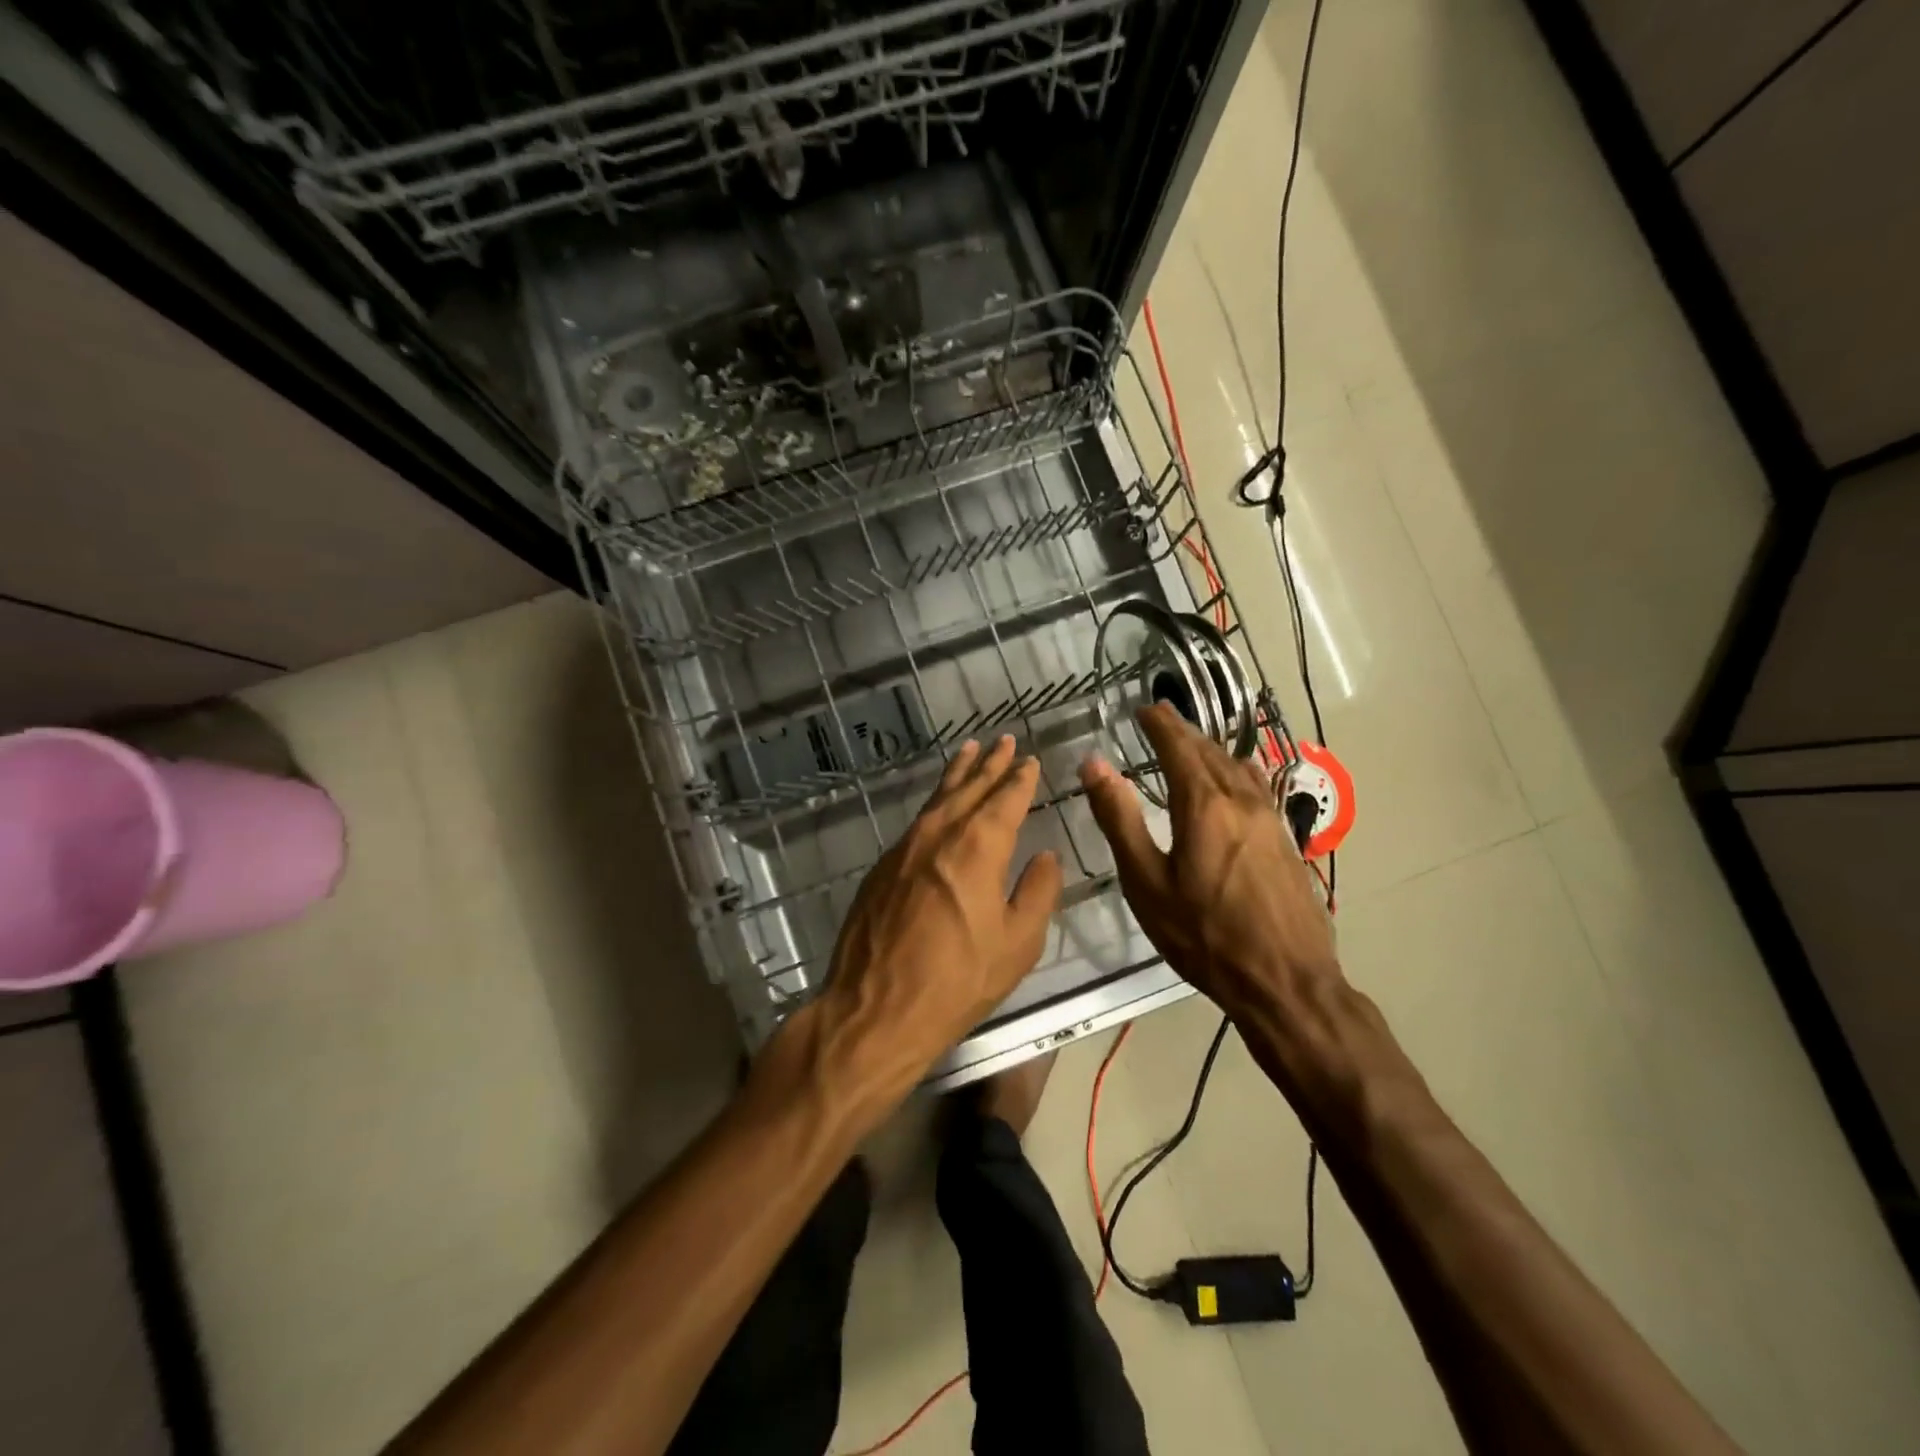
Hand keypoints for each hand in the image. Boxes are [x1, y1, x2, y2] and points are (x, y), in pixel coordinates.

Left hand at [807, 735, 1062, 1109]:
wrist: (875, 1009)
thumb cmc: (956, 981)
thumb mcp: (1017, 944)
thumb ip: (1037, 892)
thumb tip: (1046, 856)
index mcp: (977, 847)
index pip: (1005, 799)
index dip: (1019, 779)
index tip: (1029, 760)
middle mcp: (939, 835)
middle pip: (969, 788)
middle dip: (989, 764)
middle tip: (1004, 740)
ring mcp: (904, 848)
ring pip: (937, 799)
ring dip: (957, 774)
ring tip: (970, 751)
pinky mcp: (883, 867)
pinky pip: (917, 821)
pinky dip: (935, 802)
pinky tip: (939, 805)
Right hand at [1081, 703, 1339, 1017]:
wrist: (1286, 981)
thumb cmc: (1204, 935)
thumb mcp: (1147, 881)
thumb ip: (1120, 818)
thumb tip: (1094, 764)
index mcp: (1204, 804)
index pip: (1179, 746)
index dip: (1160, 723)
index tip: (1143, 708)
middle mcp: (1242, 800)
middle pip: (1210, 751)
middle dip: (1183, 732)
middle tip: (1161, 720)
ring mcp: (1271, 819)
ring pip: (1236, 768)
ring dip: (1210, 750)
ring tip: (1191, 746)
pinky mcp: (1286, 840)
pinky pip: (1256, 787)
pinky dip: (1234, 771)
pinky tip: (1234, 781)